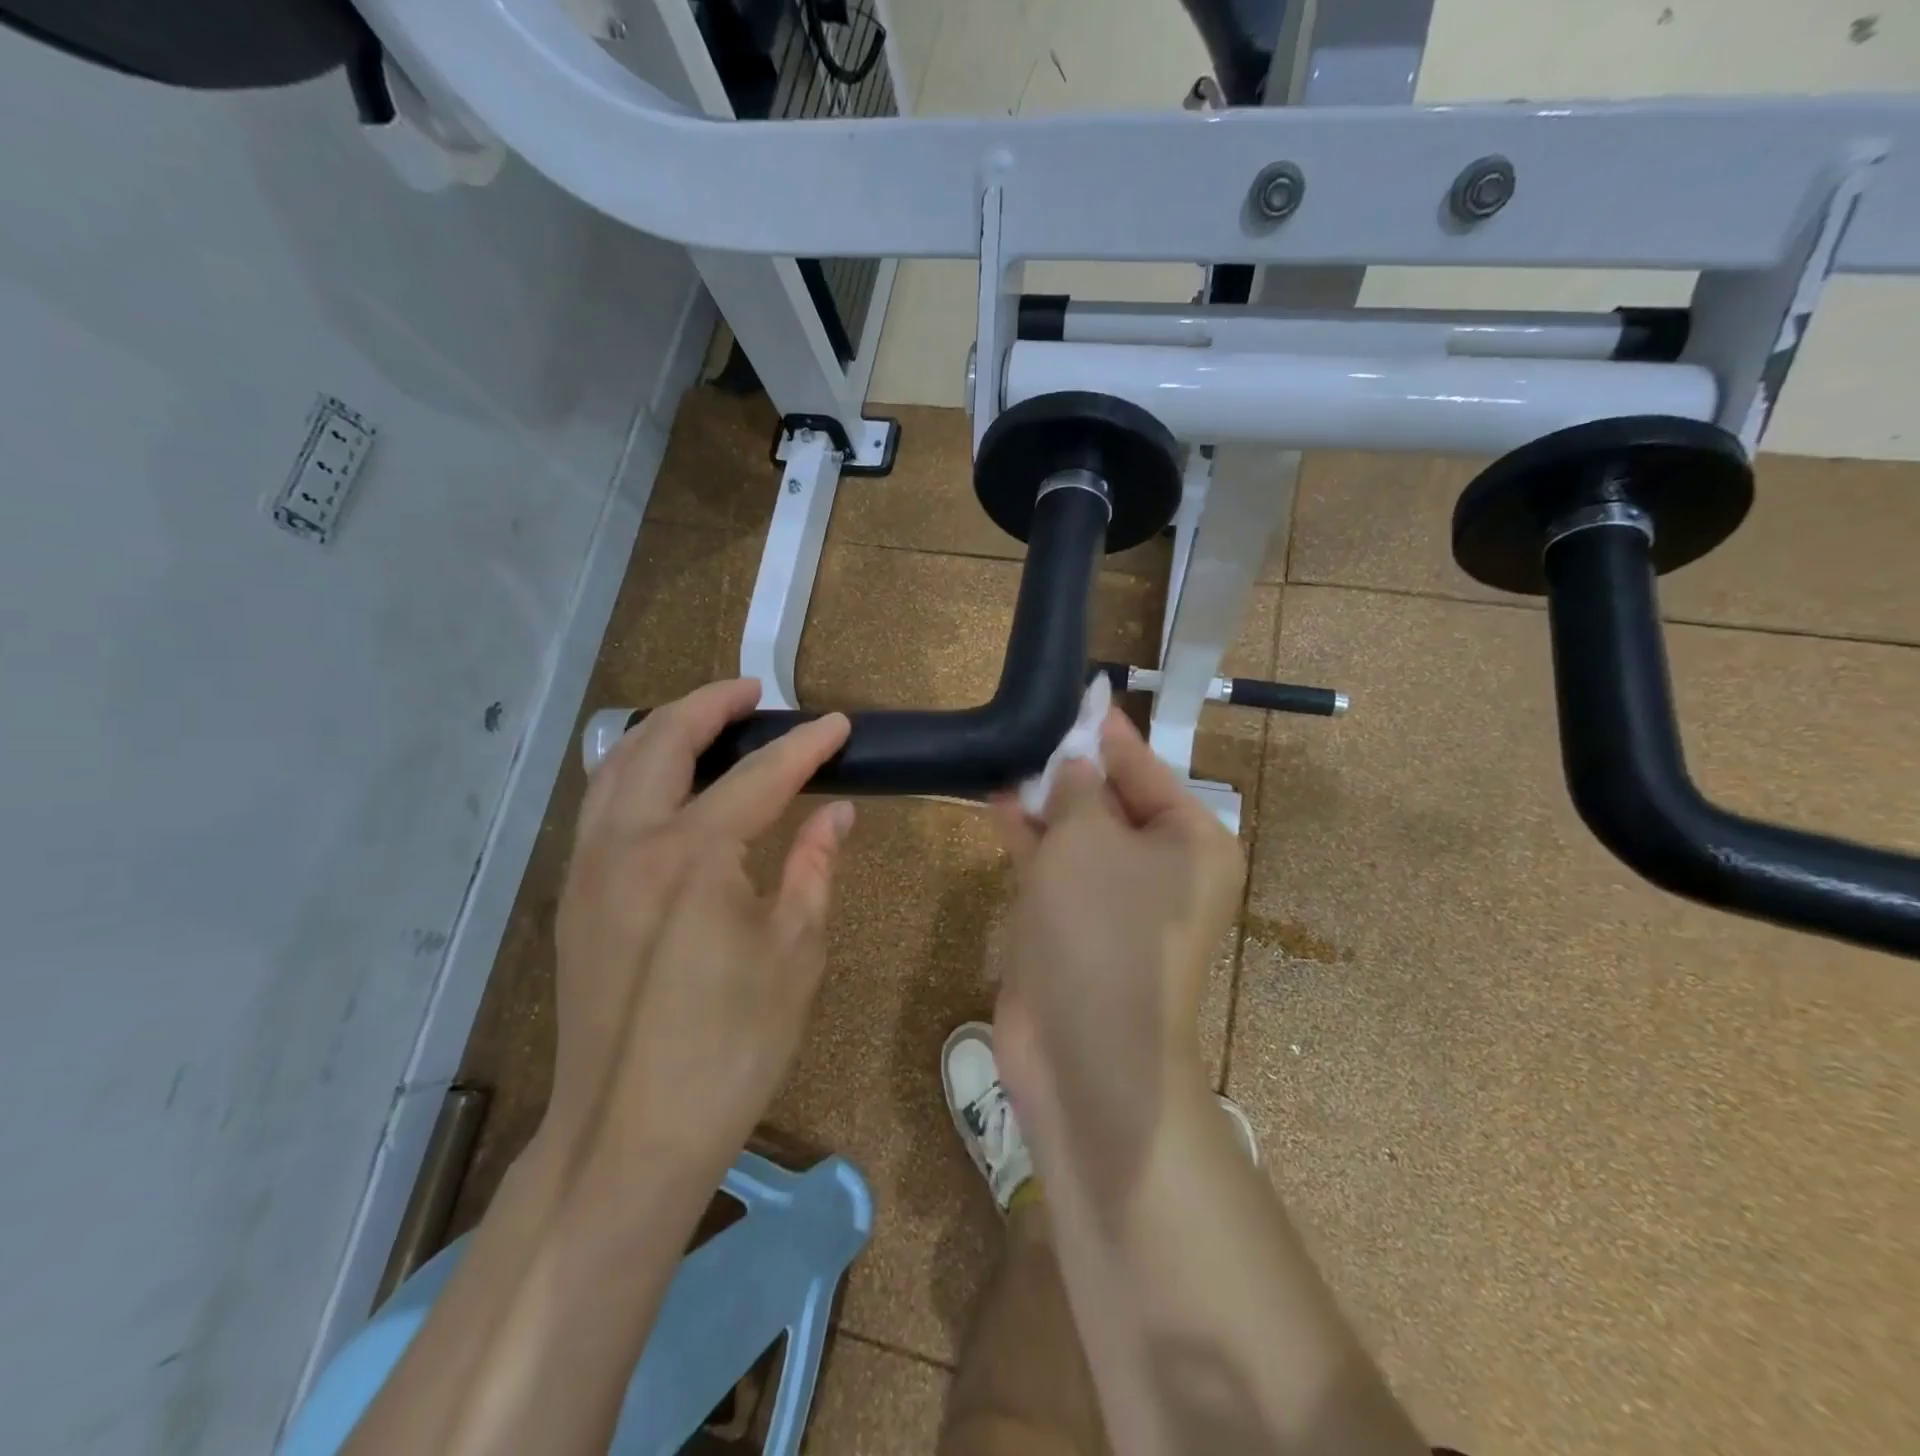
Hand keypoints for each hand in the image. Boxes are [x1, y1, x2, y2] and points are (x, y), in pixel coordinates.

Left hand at [543, 679, 854, 1185]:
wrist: (628, 1135)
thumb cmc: (730, 1048)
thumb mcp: (794, 955)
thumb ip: (814, 869)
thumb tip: (837, 815)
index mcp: (694, 858)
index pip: (759, 778)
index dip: (805, 747)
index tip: (839, 724)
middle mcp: (630, 844)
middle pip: (664, 742)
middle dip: (710, 705)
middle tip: (754, 693)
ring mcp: (590, 867)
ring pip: (618, 765)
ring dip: (664, 729)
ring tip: (708, 720)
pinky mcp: (575, 896)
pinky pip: (601, 803)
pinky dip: (634, 769)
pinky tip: (665, 782)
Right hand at [990, 710, 1243, 1198]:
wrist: (1084, 1051)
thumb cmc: (1101, 926)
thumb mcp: (1088, 838)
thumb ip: (1078, 789)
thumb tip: (1075, 763)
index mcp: (1191, 844)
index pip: (1148, 770)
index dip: (1110, 734)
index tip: (1083, 697)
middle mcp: (1162, 870)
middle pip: (1114, 801)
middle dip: (1073, 766)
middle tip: (1034, 722)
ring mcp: (1116, 902)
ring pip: (1080, 834)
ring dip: (1047, 799)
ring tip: (1009, 754)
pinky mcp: (1076, 927)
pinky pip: (1055, 867)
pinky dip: (1030, 836)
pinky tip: (999, 799)